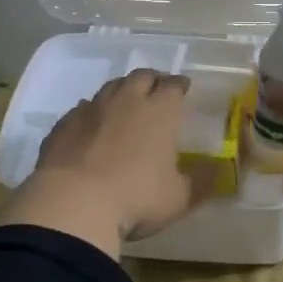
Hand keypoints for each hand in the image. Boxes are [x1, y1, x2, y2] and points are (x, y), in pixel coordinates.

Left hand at [0, 69, 208, 258]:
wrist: (73, 204)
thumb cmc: (136, 198)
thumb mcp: (179, 198)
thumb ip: (200, 182)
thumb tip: (218, 171)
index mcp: (159, 112)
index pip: (173, 86)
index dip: (179, 85)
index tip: (183, 87)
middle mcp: (126, 101)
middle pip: (141, 77)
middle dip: (152, 79)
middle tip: (156, 88)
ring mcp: (91, 110)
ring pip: (109, 87)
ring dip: (121, 90)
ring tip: (125, 101)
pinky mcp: (63, 125)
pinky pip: (81, 109)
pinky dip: (91, 112)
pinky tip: (91, 124)